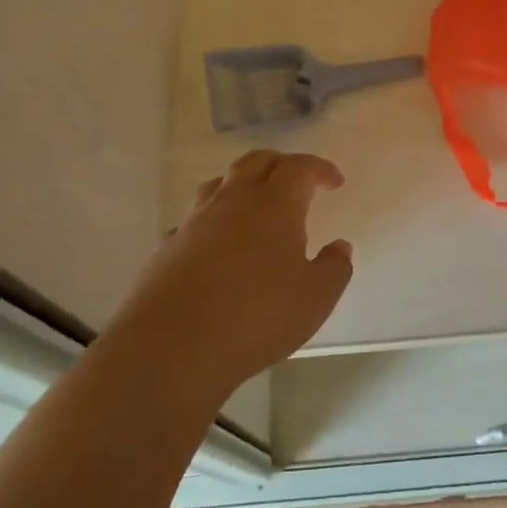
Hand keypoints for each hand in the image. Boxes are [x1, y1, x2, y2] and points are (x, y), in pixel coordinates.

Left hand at [108, 150, 352, 406]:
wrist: (172, 345)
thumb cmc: (257, 316)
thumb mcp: (316, 298)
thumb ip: (334, 268)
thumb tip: (339, 247)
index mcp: (274, 205)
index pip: (299, 167)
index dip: (319, 169)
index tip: (334, 181)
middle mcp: (232, 201)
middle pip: (256, 162)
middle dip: (281, 165)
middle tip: (298, 183)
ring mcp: (194, 222)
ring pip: (219, 184)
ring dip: (242, 185)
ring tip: (255, 207)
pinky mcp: (167, 247)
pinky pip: (193, 220)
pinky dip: (211, 222)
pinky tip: (215, 246)